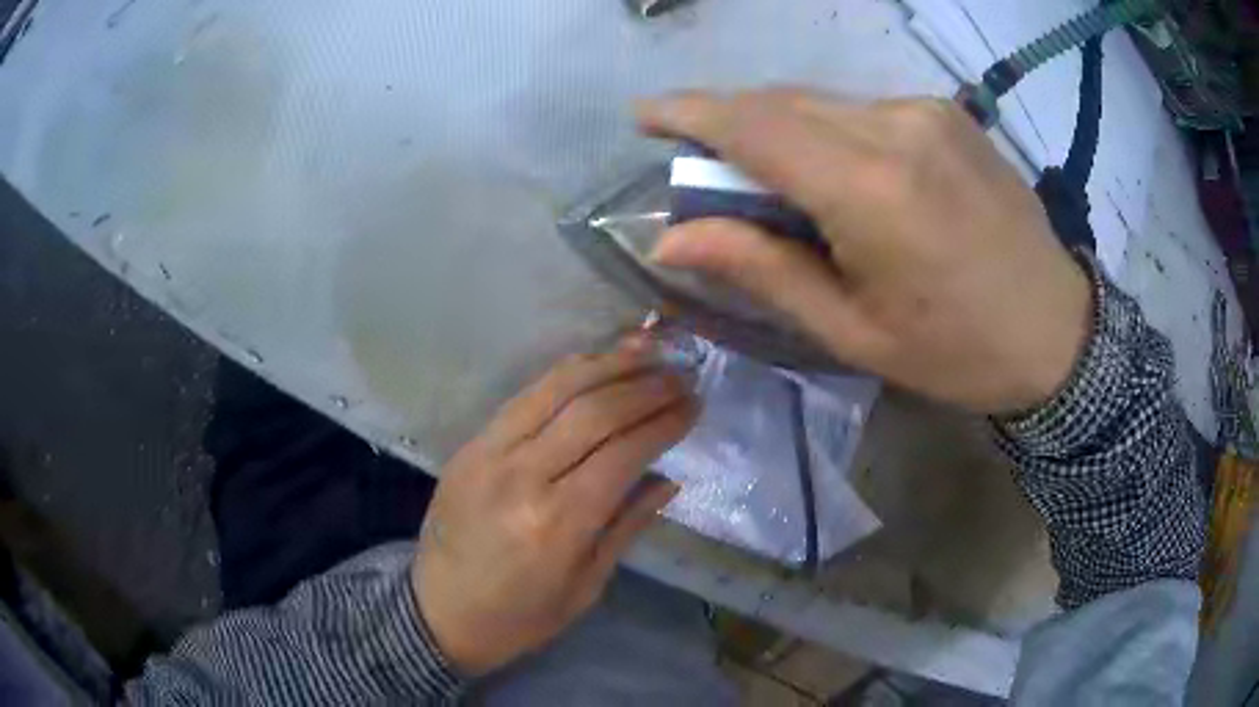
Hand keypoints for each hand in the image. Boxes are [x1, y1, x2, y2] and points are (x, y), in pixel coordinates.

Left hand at [412, 340, 696, 675]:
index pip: (624, 452)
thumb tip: (668, 479)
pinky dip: (564, 375)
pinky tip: (594, 365)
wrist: (438, 613)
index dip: (664, 422)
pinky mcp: (469, 445)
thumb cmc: (520, 616)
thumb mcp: (586, 586)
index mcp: (558, 524)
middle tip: (681, 376)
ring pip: (556, 389)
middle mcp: (523, 477)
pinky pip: (523, 397)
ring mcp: (489, 454)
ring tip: (646, 351)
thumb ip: (627, 526)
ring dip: (607, 364)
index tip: (695, 405)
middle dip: (645, 387)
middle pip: (594, 411)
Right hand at [638, 89, 1091, 413]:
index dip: (689, 114)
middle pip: (781, 104)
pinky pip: (862, 108)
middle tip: (704, 167)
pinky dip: (827, 129)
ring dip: (780, 129)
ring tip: (774, 180)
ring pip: (820, 102)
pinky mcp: (946, 113)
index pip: (754, 126)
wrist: (1058, 332)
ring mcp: (926, 111)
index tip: (644, 116)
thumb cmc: (956, 351)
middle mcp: (895, 127)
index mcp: (870, 189)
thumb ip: (761, 270)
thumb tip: (673, 238)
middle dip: (729, 125)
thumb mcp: (853, 330)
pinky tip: (838, 173)